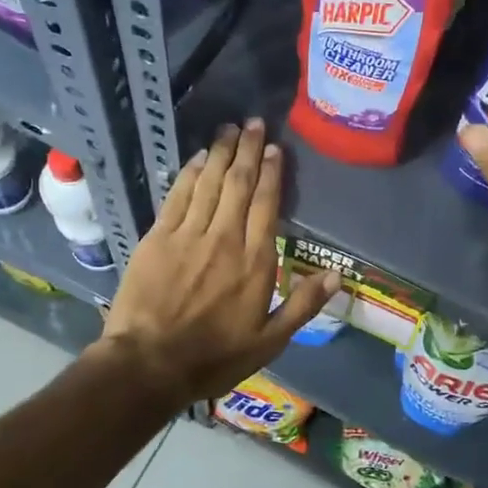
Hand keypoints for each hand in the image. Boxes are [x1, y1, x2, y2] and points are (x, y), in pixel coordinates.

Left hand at [98, 119, 338, 404]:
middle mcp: (225, 238)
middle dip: (247, 151)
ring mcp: (189, 234)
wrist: (148, 364)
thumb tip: (338, 275)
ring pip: (209, 183)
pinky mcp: (158, 237)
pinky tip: (198, 157)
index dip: (271, 173)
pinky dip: (189, 173)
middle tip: (253, 123)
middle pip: (239, 184)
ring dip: (220, 153)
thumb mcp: (270, 342)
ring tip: (229, 129)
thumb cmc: (214, 357)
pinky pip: (178, 195)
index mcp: (256, 262)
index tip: (274, 149)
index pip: (266, 205)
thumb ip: (303, 305)